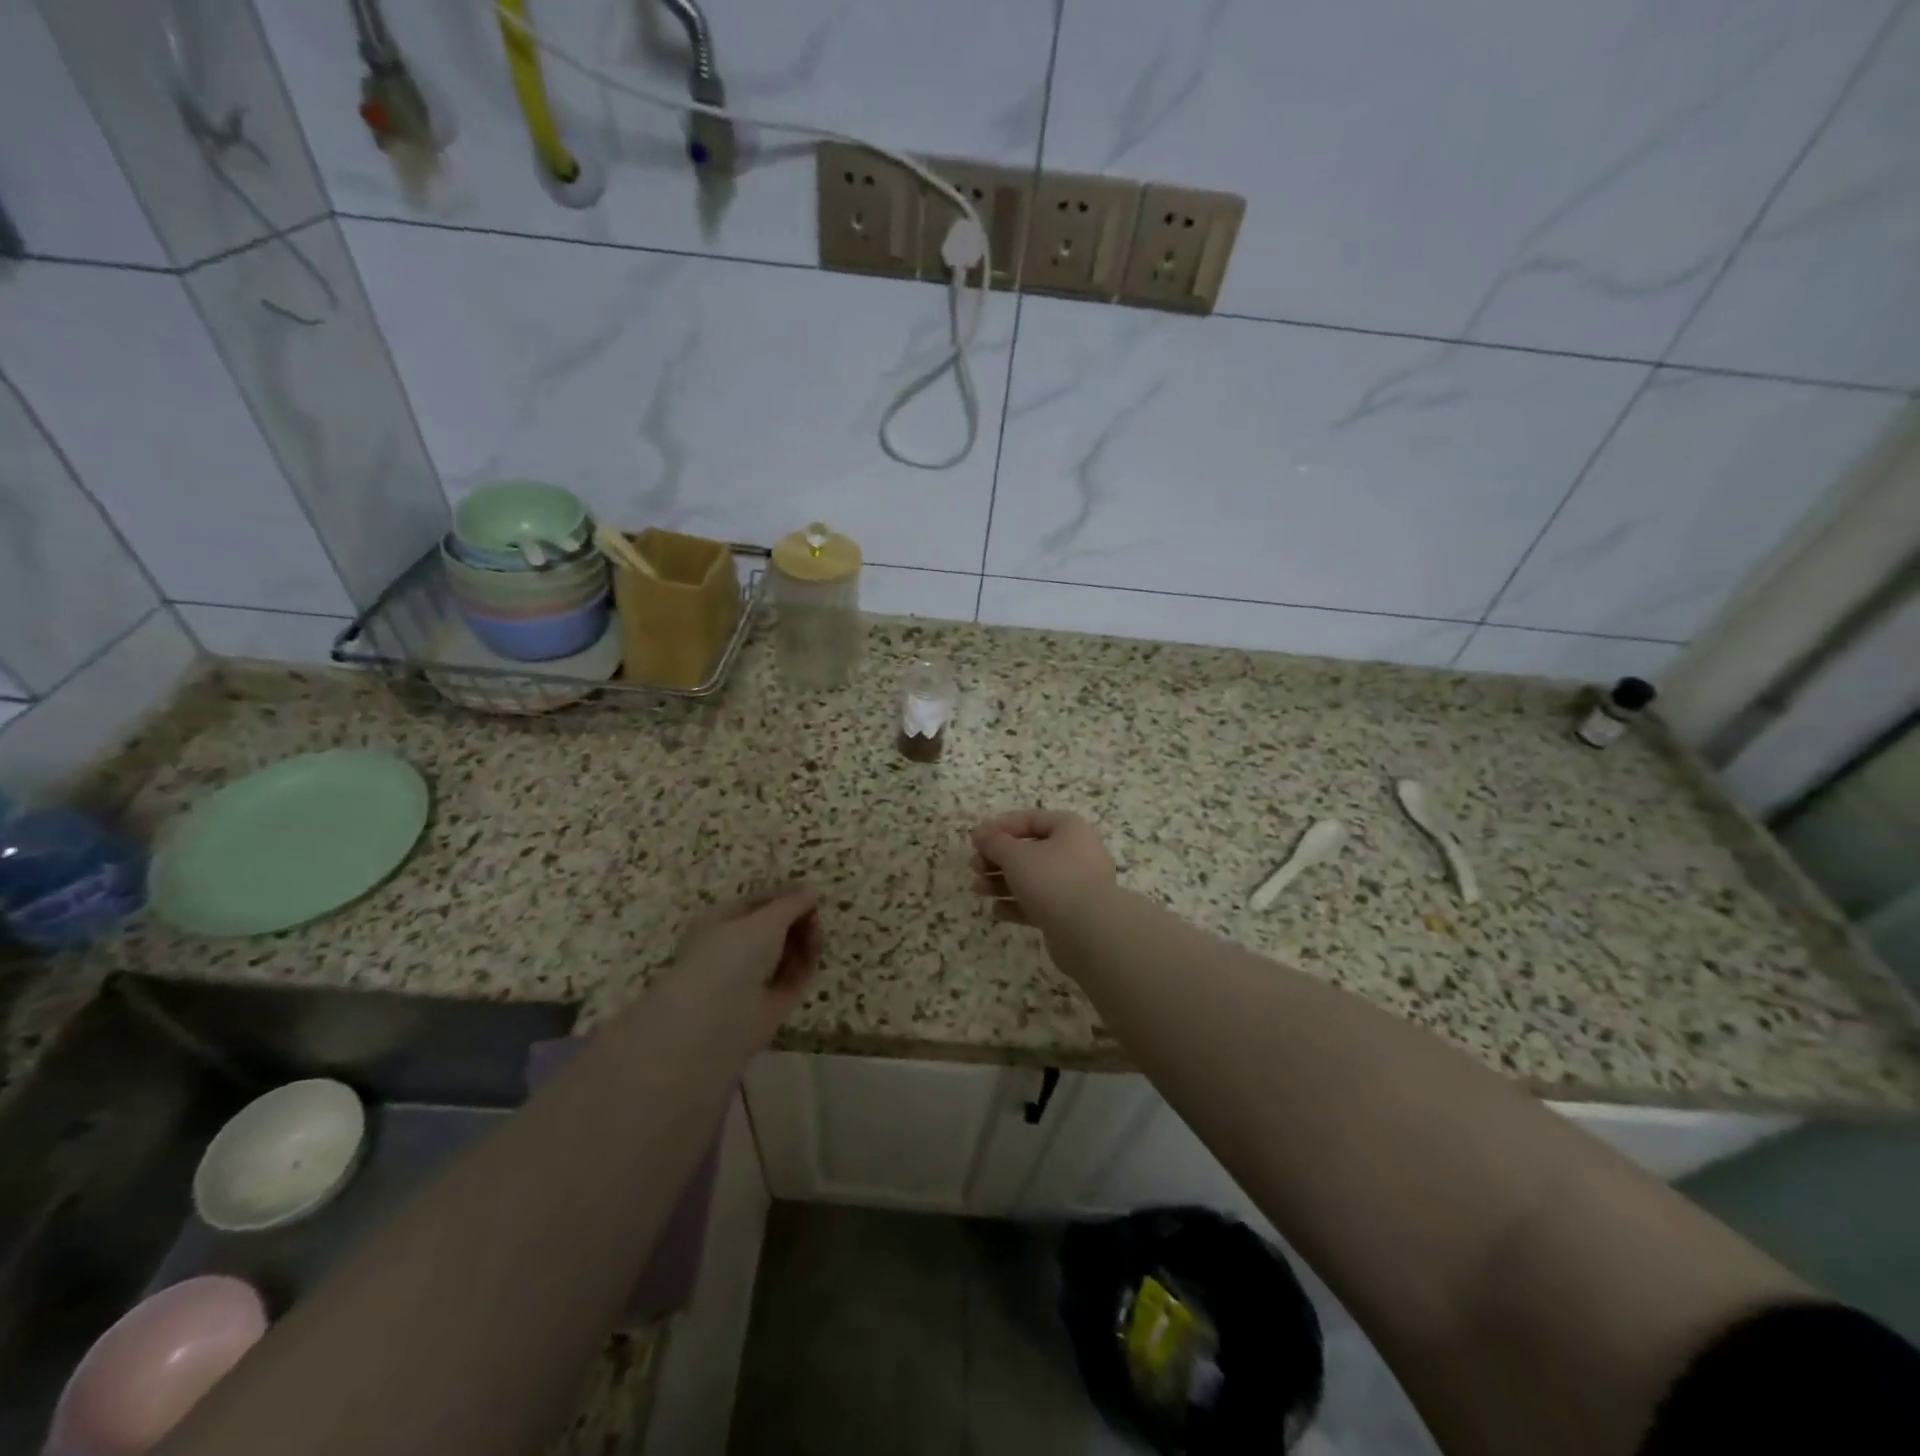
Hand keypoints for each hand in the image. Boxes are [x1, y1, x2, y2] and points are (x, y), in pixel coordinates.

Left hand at [672, 884, 822, 1045]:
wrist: (716, 1021)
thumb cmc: (730, 957)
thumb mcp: (764, 921)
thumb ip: (791, 903)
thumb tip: (812, 888)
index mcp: (719, 923)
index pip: (756, 903)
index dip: (784, 896)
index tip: (809, 891)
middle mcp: (735, 949)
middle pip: (774, 927)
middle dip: (796, 917)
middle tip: (813, 912)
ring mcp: (754, 977)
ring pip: (786, 950)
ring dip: (804, 937)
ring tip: (815, 929)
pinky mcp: (773, 1001)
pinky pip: (794, 975)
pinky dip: (806, 961)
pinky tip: (815, 948)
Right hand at [970, 810, 1115, 928]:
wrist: (1089, 931)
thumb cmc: (1052, 879)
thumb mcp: (1016, 855)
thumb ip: (994, 842)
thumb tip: (978, 832)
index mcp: (1069, 829)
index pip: (1030, 820)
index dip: (1000, 827)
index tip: (976, 839)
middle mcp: (1075, 853)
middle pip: (1029, 851)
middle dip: (997, 859)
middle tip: (974, 867)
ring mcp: (1074, 885)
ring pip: (1032, 878)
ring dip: (1002, 882)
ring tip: (977, 889)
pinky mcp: (1069, 914)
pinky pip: (1038, 904)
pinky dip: (1016, 905)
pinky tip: (996, 911)